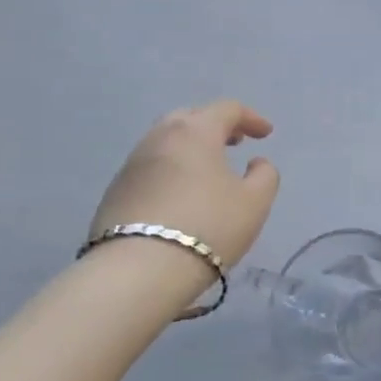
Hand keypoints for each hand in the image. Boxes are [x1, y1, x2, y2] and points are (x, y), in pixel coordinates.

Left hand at [88, 101, 279, 270]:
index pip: (226, 109)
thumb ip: (265, 175)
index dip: (251, 118)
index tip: (266, 134)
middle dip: (215, 125)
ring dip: (190, 148)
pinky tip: (181, 194)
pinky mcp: (114, 191)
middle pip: (190, 117)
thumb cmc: (209, 227)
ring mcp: (132, 164)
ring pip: (165, 142)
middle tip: (234, 142)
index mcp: (195, 132)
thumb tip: (256, 163)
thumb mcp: (255, 202)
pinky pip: (150, 168)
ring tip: (208, 169)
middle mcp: (159, 138)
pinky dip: (171, 170)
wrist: (139, 270)